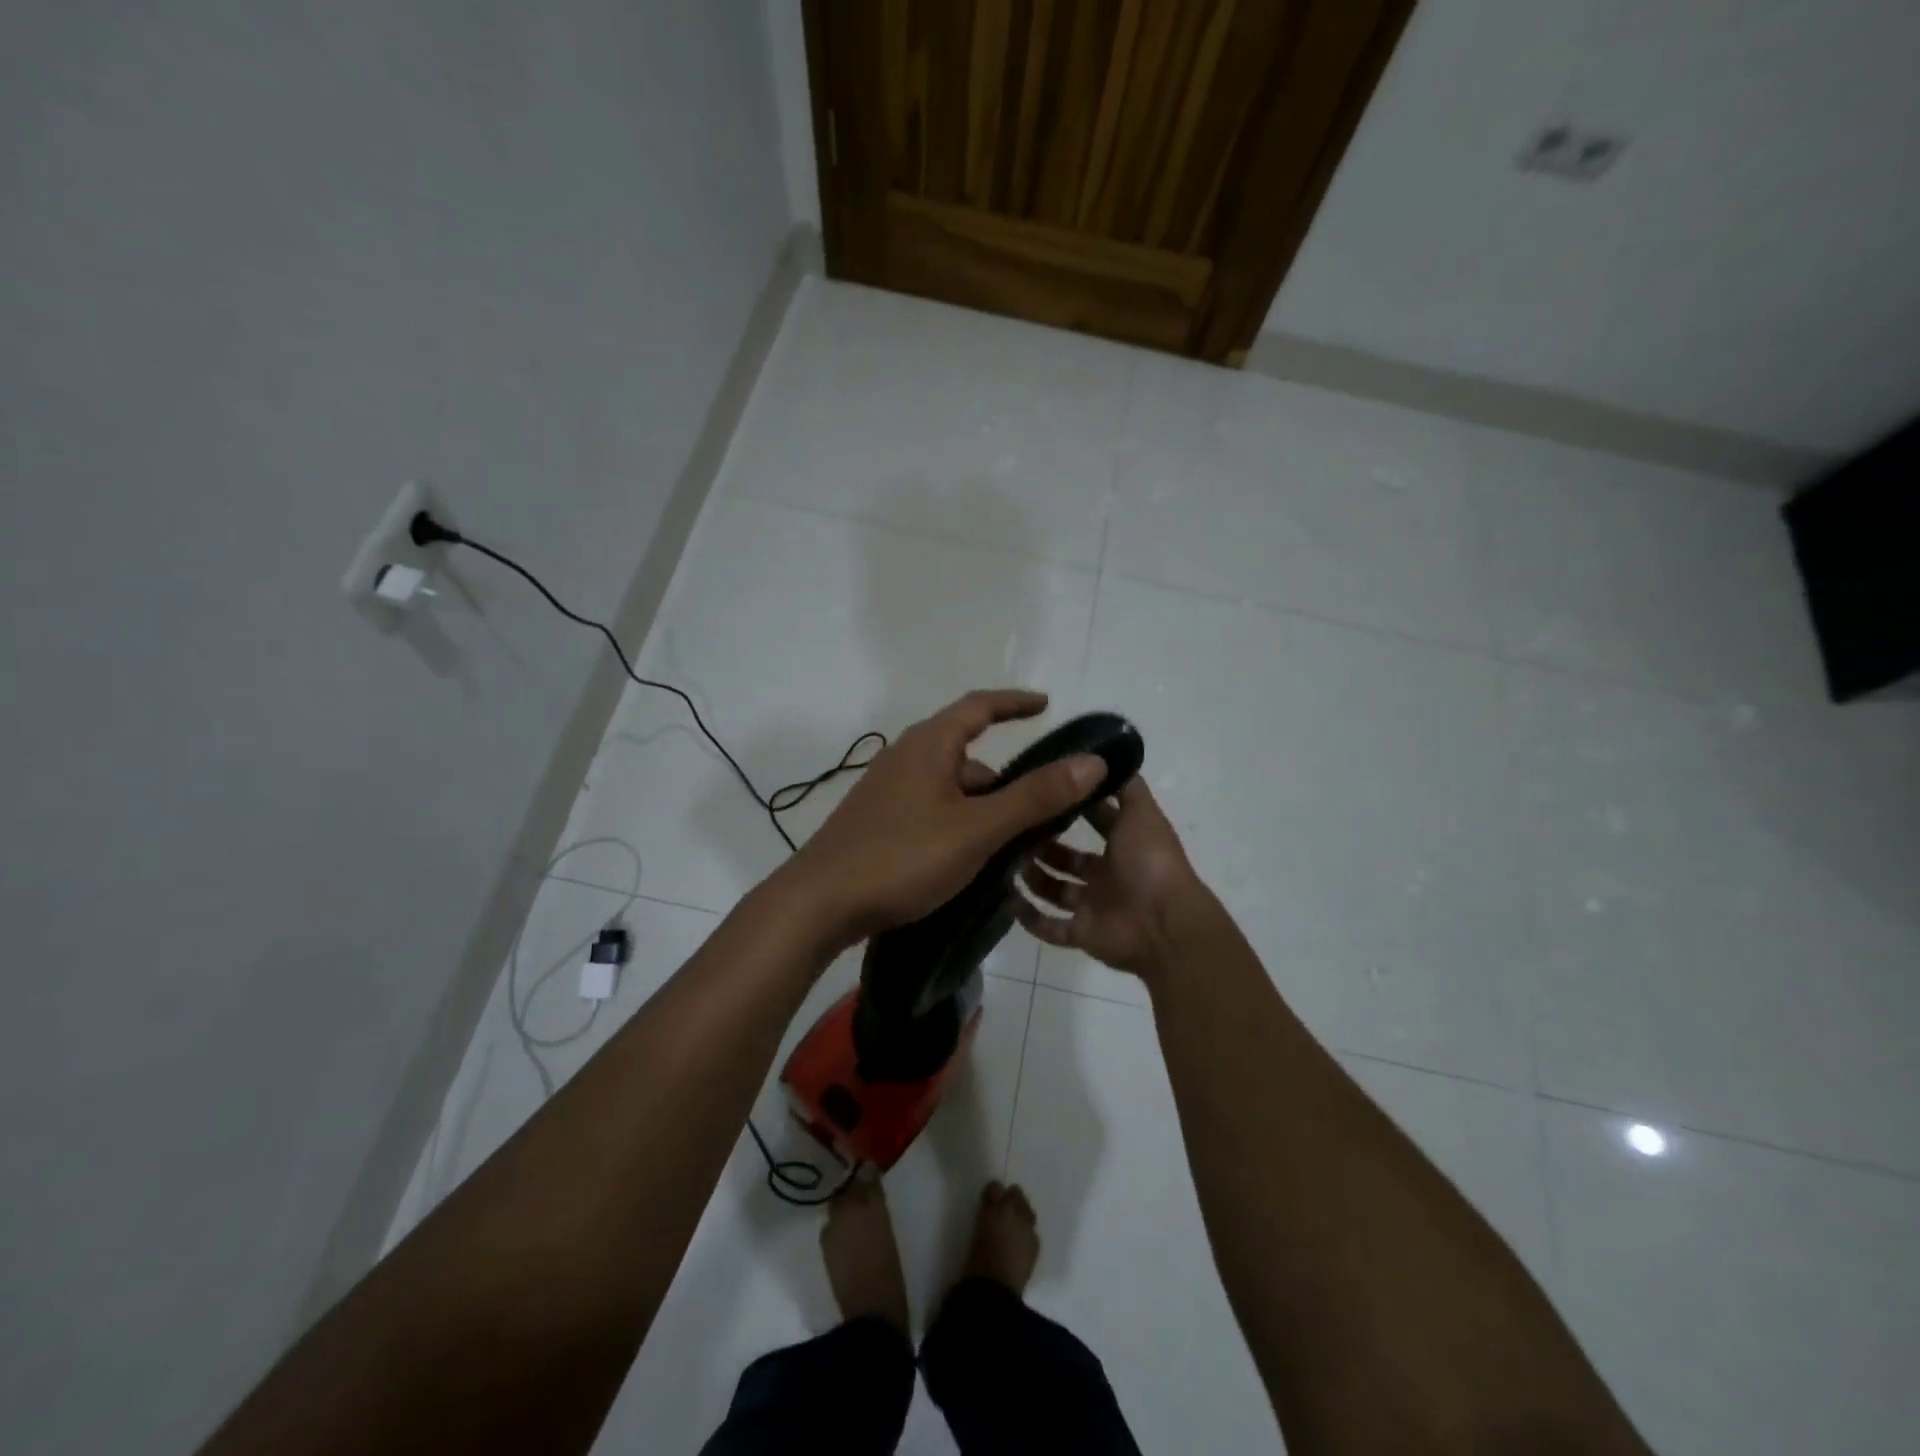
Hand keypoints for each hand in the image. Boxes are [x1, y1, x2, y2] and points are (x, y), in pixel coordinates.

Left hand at [784, 689, 1105, 947]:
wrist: (818, 903)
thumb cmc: (902, 857)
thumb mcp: (977, 828)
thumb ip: (1034, 797)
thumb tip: (1092, 762)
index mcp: (929, 745)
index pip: (979, 706)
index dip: (1015, 703)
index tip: (1046, 705)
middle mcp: (906, 757)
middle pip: (967, 753)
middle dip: (1007, 776)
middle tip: (1044, 805)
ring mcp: (888, 791)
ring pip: (950, 787)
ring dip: (984, 805)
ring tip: (1015, 842)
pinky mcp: (878, 821)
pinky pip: (932, 809)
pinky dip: (960, 821)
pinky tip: (972, 857)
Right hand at [1014, 778, 1203, 980]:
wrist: (1165, 925)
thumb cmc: (1151, 862)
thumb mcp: (1142, 813)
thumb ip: (1127, 787)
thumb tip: (1108, 757)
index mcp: (1124, 845)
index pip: (1095, 821)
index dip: (1071, 807)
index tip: (1040, 791)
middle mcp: (1108, 875)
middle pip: (1069, 858)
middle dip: (1044, 845)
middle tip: (1013, 828)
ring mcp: (1094, 906)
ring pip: (1056, 890)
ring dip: (1034, 878)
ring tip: (1006, 860)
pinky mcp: (1082, 934)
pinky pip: (1051, 928)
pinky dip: (1031, 918)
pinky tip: (1008, 899)